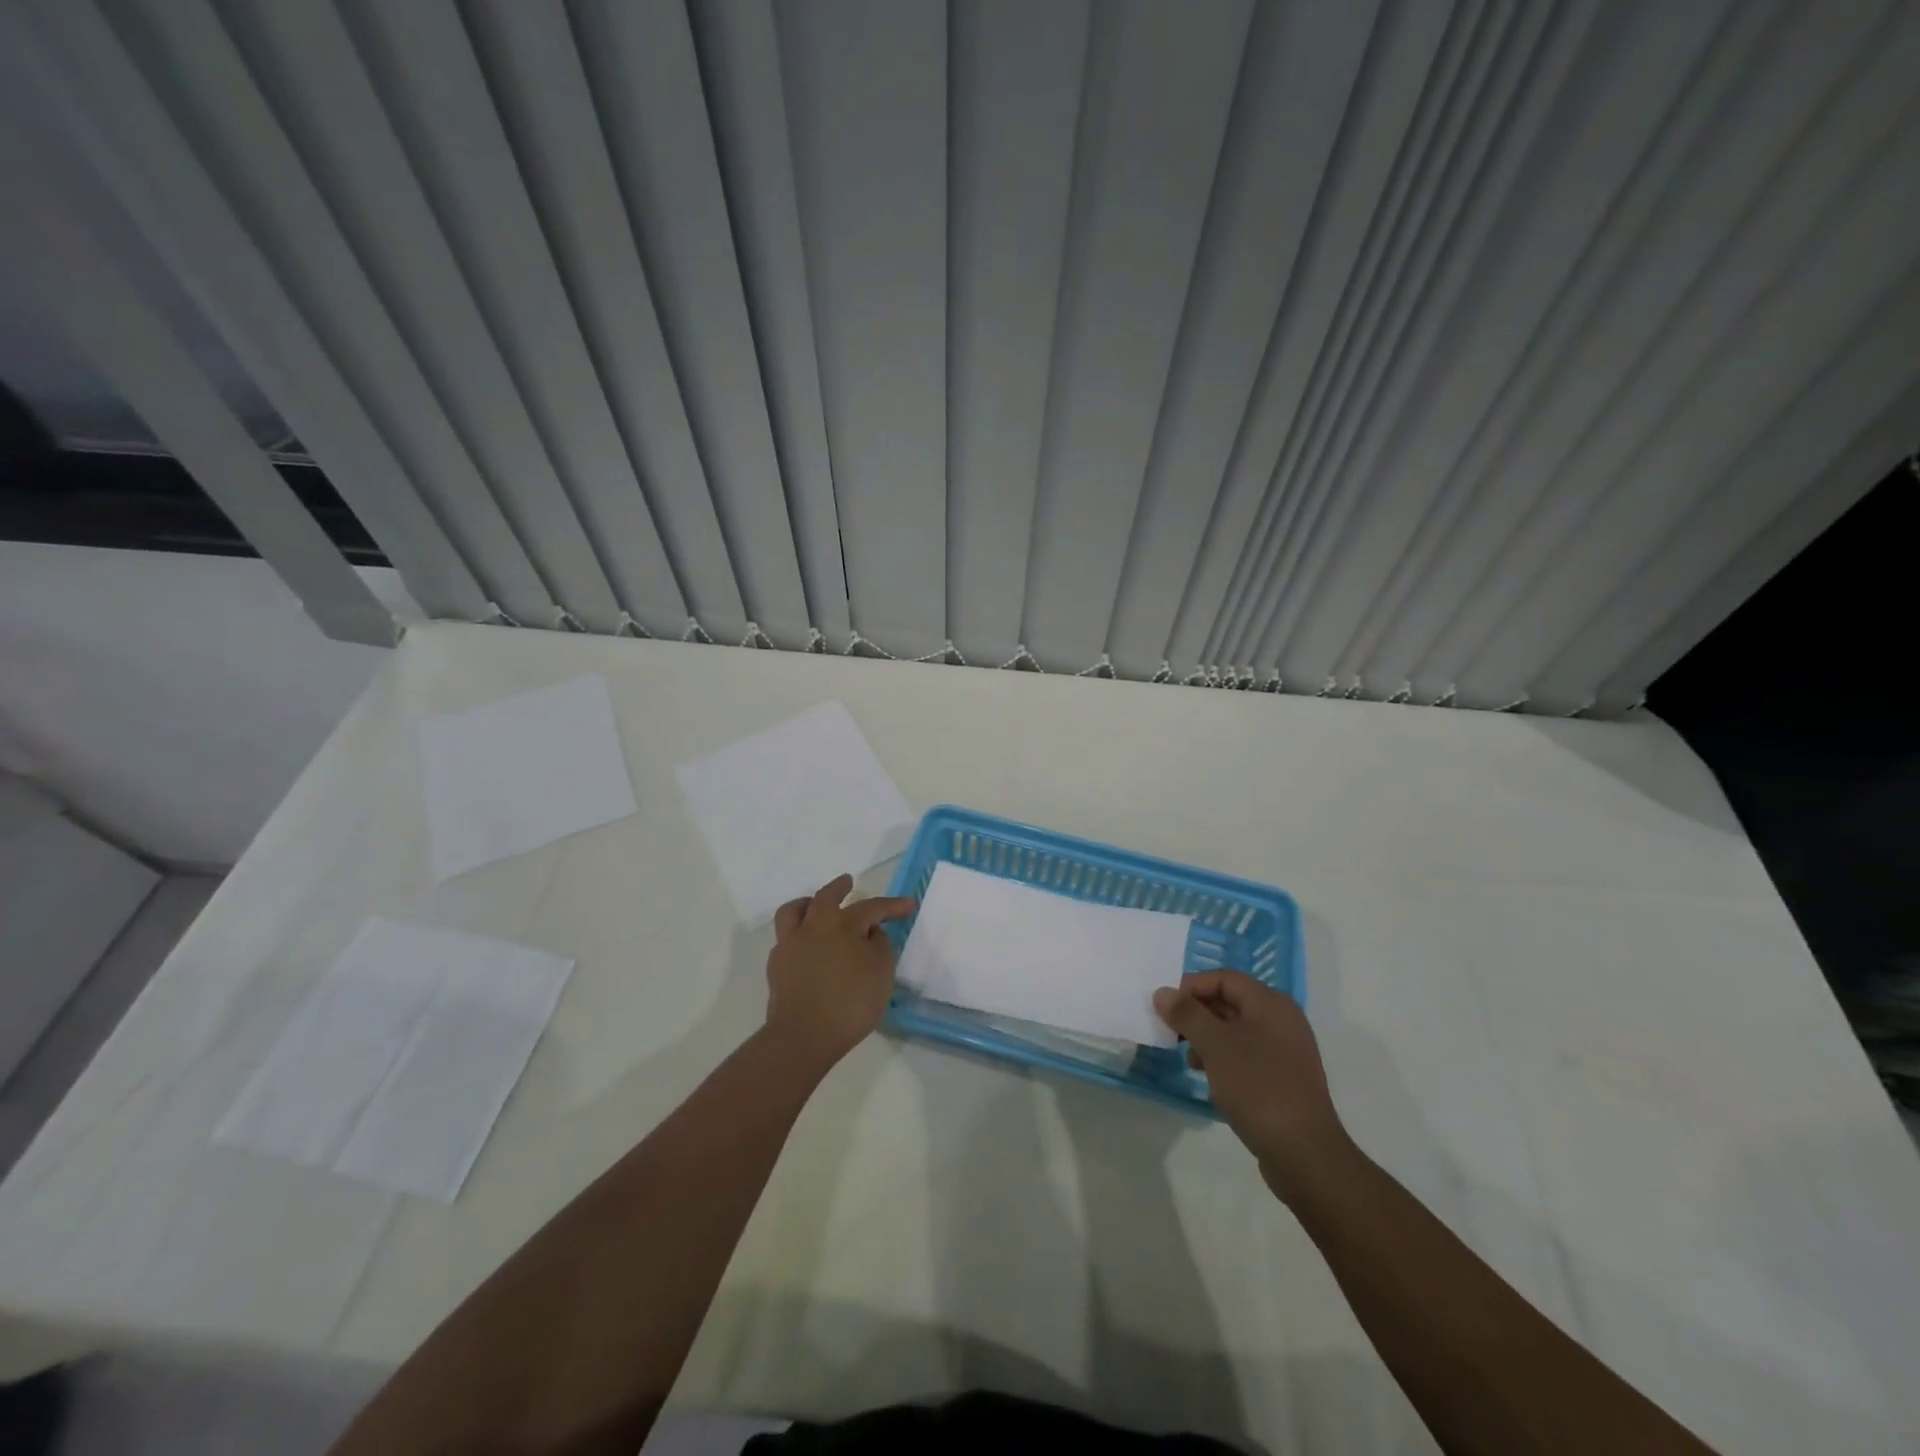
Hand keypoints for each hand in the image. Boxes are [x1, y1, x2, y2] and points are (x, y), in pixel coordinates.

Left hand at [765, 874, 915, 1069]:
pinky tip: (806, 945)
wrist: (803, 1035)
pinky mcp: (777, 966)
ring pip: (795, 911)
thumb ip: (880, 945)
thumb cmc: (850, 1002)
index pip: (871, 907)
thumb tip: (871, 933)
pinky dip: (798, 934)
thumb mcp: (881, 972)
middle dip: (840, 888)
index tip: (909, 904)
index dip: (892, 906)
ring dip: (808, 903)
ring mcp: (791, 944)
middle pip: (826, 897)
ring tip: (815, 905)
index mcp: (843, 924)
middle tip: (848, 882)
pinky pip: (786, 938)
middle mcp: (814, 926)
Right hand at [1154, 970, 1347, 1201]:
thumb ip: (1187, 1014)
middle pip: (1230, 1002)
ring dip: (1207, 1038)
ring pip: (1236, 1030)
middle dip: (1197, 1014)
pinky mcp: (1284, 1078)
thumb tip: (1163, 992)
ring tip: (1190, 1060)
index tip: (1166, 1008)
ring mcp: (1286, 1050)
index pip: (1224, 978)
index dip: (1192, 987)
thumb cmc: (1257, 1087)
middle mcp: (1282, 1020)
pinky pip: (1247, 1054)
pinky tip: (1210, 1079)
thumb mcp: (1215, 1046)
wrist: (1304, 1153)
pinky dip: (1224, 1059)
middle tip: (1172, 1033)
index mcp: (1271, 1003)